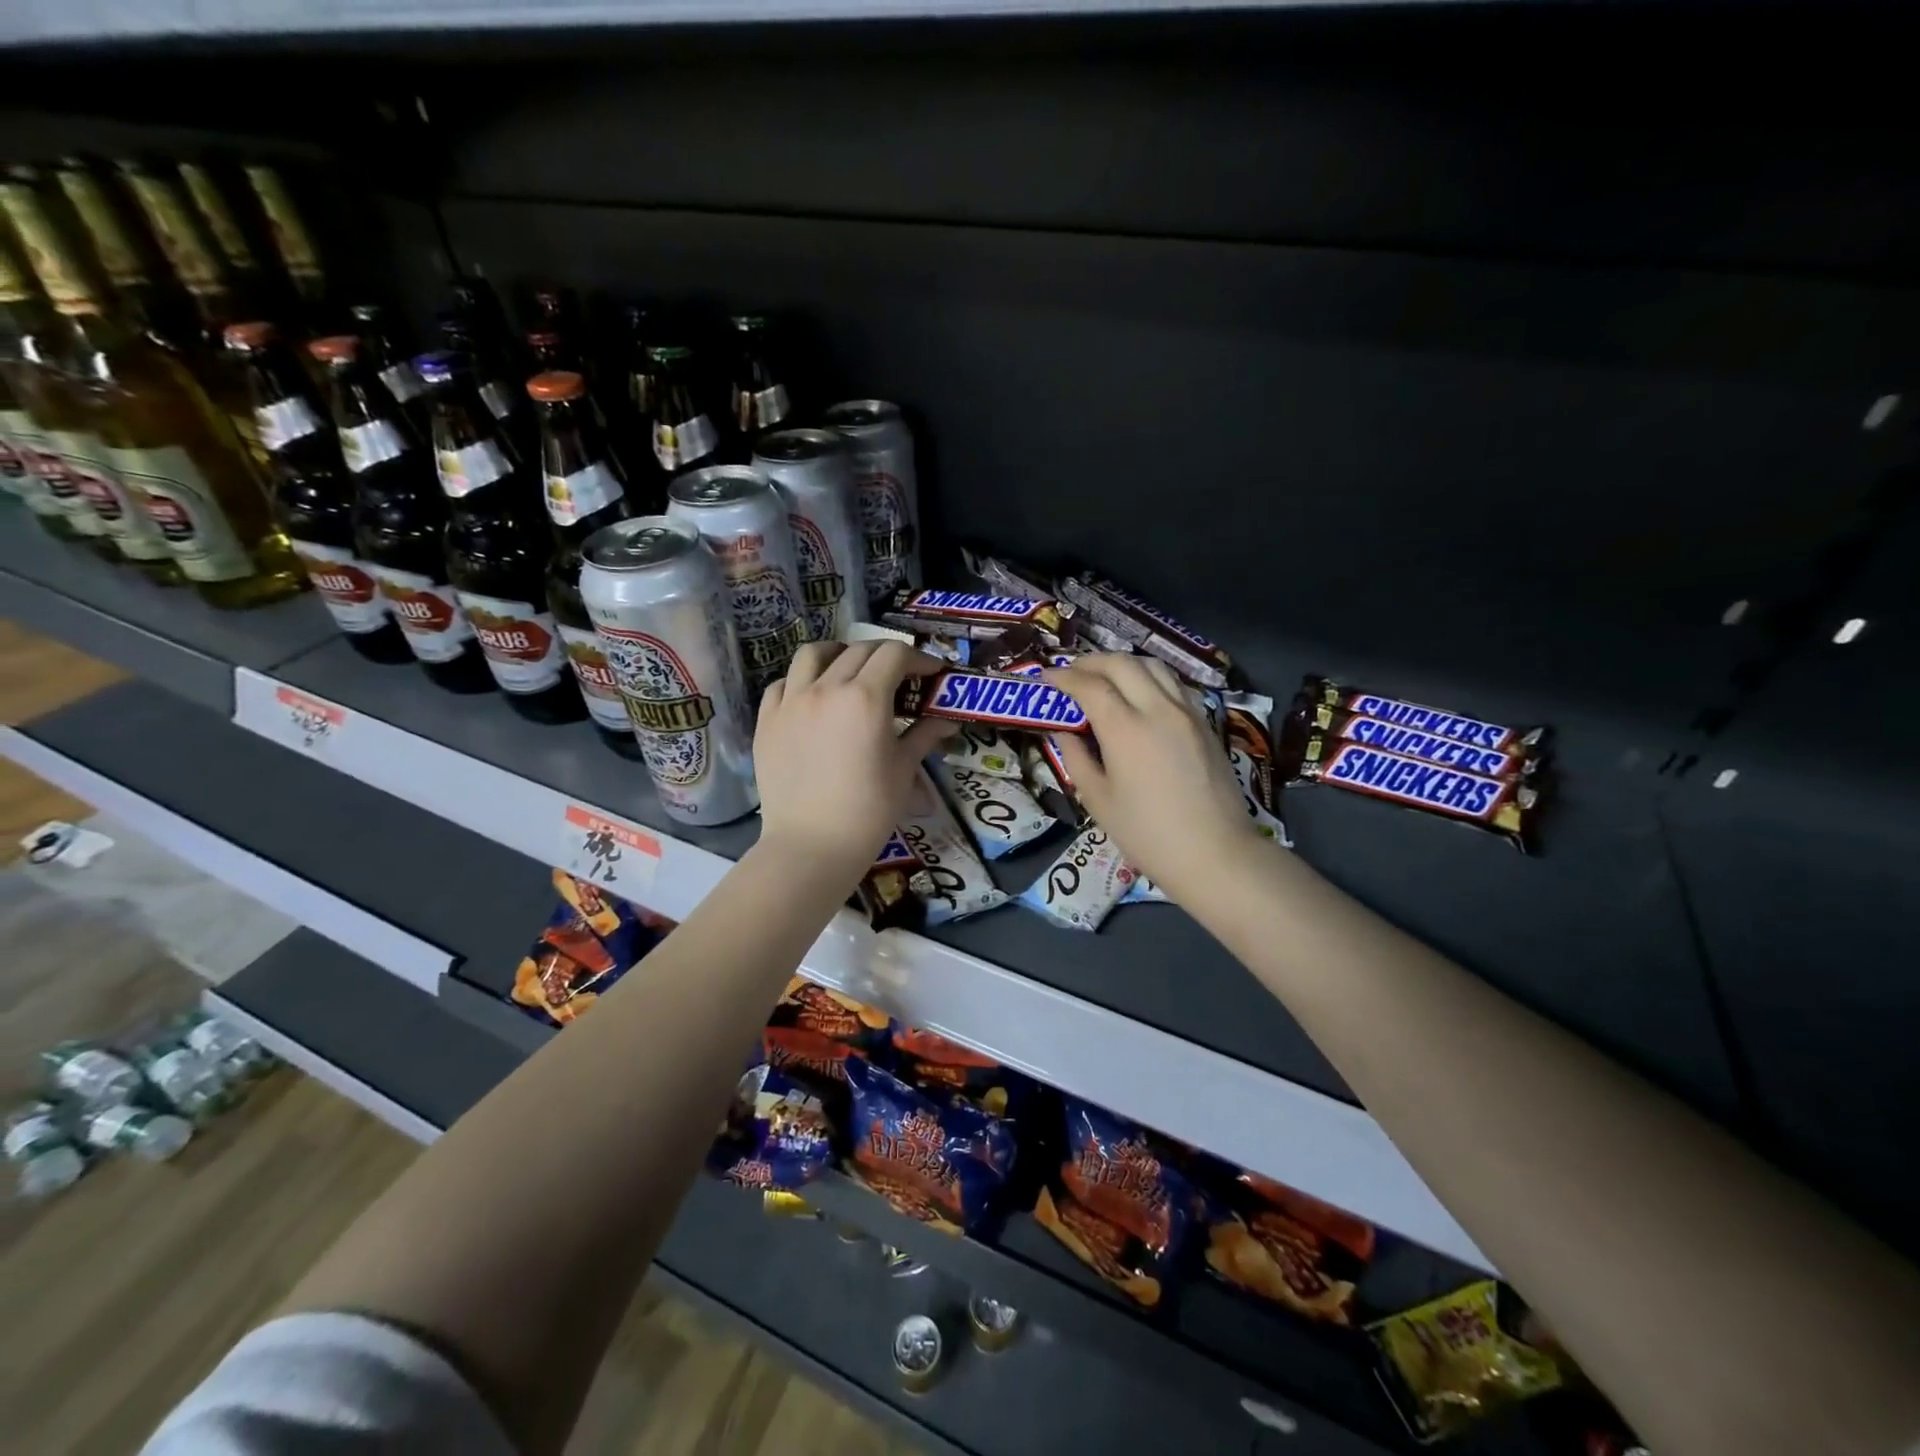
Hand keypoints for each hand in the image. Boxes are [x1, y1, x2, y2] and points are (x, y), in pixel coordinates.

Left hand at [753, 640, 952, 884]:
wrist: (811, 846)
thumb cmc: (868, 811)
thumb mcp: (903, 770)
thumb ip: (924, 736)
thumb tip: (947, 720)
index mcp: (865, 698)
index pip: (894, 654)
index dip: (918, 659)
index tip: (930, 674)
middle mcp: (826, 688)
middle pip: (858, 650)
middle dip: (885, 657)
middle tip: (899, 678)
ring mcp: (790, 702)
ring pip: (813, 654)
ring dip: (838, 654)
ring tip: (849, 671)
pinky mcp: (766, 720)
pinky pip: (783, 684)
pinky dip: (801, 681)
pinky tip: (813, 698)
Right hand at [1045, 655, 1260, 898]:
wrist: (1216, 854)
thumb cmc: (1148, 835)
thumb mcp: (1098, 801)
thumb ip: (1077, 758)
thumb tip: (1063, 731)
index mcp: (1126, 729)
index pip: (1090, 686)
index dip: (1064, 677)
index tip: (1046, 677)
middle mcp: (1158, 709)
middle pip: (1122, 664)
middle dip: (1091, 662)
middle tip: (1071, 673)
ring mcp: (1187, 713)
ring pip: (1153, 666)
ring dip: (1123, 664)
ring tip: (1104, 677)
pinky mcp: (1205, 723)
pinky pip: (1173, 684)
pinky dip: (1149, 678)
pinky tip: (1140, 695)